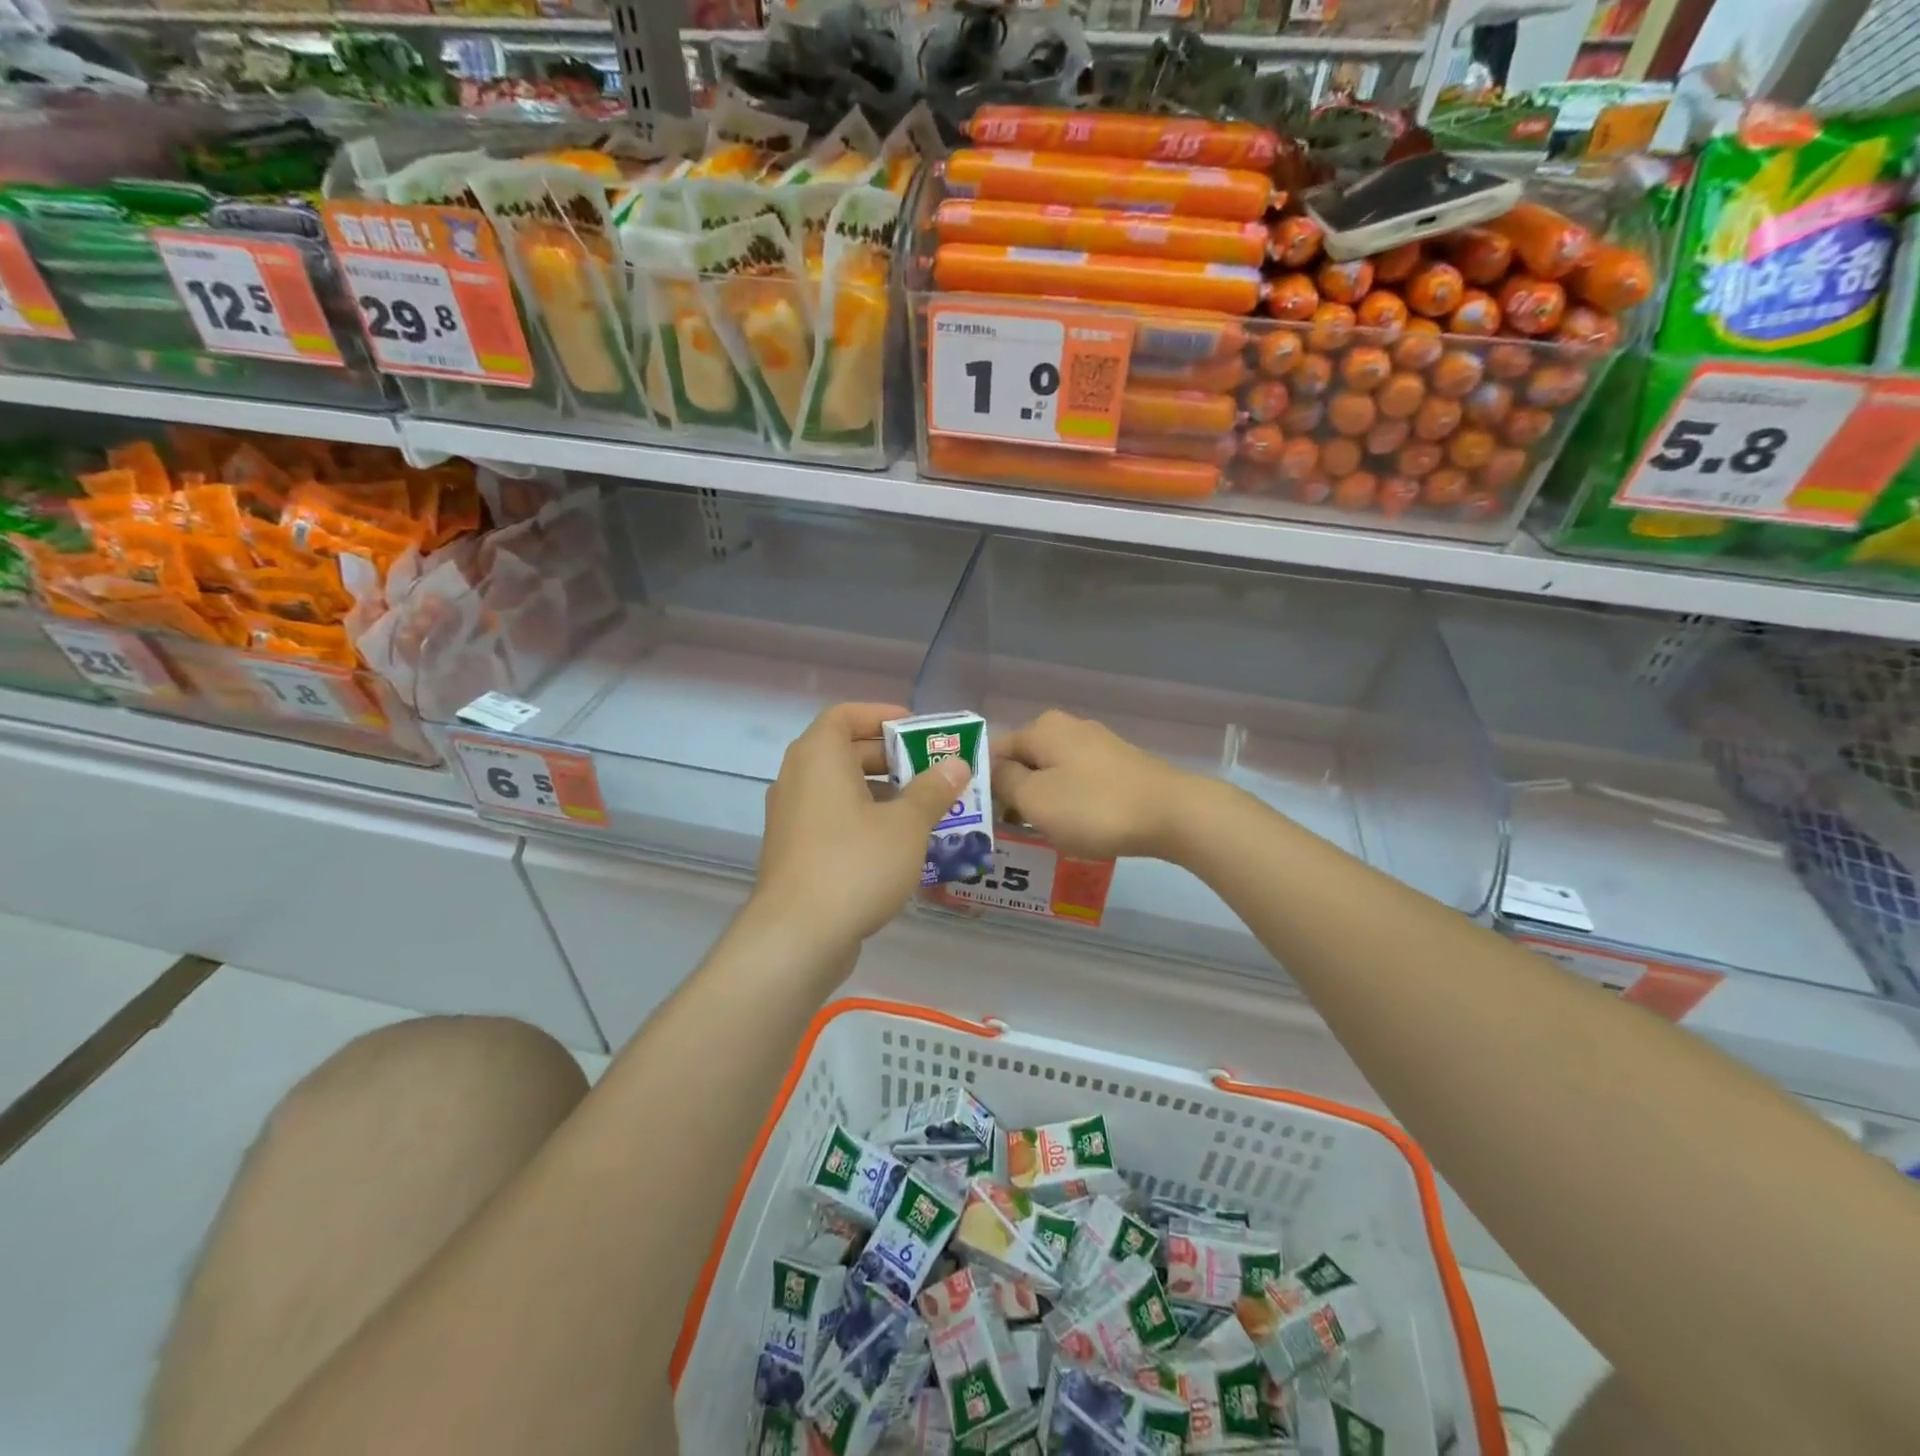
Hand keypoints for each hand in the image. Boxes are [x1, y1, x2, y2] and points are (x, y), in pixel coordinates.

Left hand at [754, 702, 970, 949]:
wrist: (797, 935)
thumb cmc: (855, 864)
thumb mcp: (906, 824)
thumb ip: (933, 790)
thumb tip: (955, 765)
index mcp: (819, 757)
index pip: (844, 715)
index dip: (880, 715)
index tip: (915, 728)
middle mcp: (797, 779)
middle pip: (844, 751)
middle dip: (890, 757)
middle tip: (930, 770)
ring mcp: (791, 817)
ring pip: (840, 790)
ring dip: (880, 792)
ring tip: (923, 808)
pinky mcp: (794, 851)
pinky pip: (832, 820)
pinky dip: (863, 820)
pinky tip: (897, 846)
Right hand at [995, 710, 1198, 860]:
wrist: (1174, 814)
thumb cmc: (1094, 807)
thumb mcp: (1035, 799)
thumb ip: (1003, 781)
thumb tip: (990, 770)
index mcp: (1042, 728)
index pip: (994, 751)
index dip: (983, 784)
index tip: (982, 819)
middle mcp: (1068, 728)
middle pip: (1024, 762)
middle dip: (1014, 795)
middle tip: (1009, 831)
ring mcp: (1097, 746)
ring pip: (1051, 774)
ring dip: (1041, 802)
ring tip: (1040, 835)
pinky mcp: (1118, 766)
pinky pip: (1078, 783)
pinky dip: (1069, 804)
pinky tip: (1075, 828)